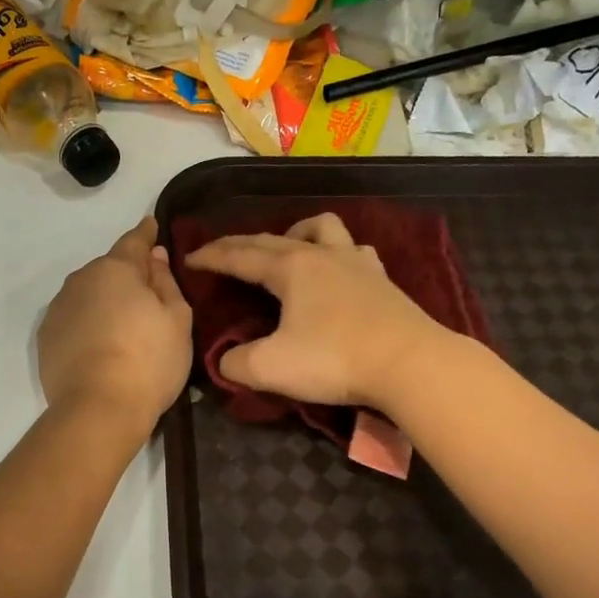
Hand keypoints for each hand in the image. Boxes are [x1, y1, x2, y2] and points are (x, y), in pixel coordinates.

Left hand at [39, 217, 192, 436]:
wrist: (98, 408)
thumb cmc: (148, 361)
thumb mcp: (176, 319)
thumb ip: (166, 282)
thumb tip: (154, 256)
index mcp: (115, 269)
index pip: (134, 241)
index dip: (146, 234)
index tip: (152, 226)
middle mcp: (80, 280)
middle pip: (108, 270)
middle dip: (126, 276)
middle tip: (147, 296)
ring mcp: (58, 309)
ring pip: (87, 295)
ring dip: (103, 301)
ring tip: (121, 326)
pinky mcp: (46, 339)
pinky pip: (73, 320)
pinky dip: (87, 325)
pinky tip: (99, 346)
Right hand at [183, 212, 447, 410]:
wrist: (410, 364)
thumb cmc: (335, 360)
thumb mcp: (270, 368)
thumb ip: (237, 363)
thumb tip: (226, 360)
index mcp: (291, 268)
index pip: (240, 256)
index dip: (211, 257)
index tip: (189, 258)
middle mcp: (321, 255)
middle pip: (273, 239)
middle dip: (241, 244)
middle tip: (220, 253)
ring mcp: (357, 263)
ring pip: (322, 229)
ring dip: (297, 233)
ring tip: (287, 250)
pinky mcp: (382, 280)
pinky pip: (354, 251)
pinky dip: (337, 254)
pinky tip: (337, 271)